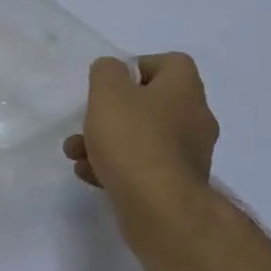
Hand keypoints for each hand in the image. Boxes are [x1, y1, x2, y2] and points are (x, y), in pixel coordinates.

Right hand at [65, 53, 218, 233]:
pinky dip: (117, 168)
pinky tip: (90, 175)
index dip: (137, 68)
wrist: (158, 207)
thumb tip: (112, 69)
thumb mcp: (109, 94)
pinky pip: (143, 168)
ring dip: (107, 143)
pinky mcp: (175, 185)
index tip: (110, 85)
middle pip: (151, 105)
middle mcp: (194, 118)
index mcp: (185, 88)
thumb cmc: (133, 140)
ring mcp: (188, 155)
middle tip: (87, 123)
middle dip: (112, 114)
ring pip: (143, 139)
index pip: (170, 63)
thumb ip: (106, 73)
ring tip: (76, 154)